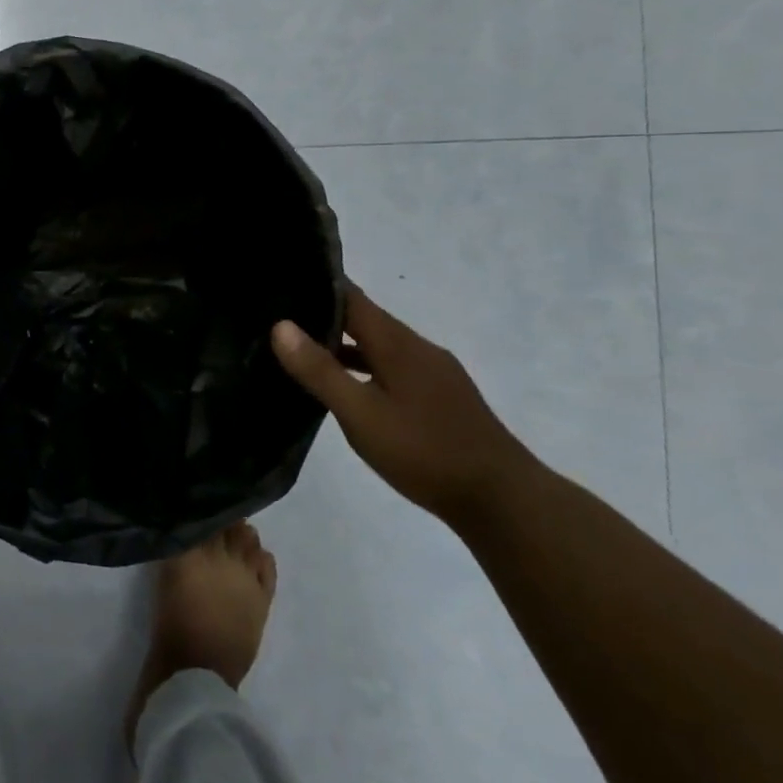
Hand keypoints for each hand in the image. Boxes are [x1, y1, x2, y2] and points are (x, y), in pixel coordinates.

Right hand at [271, 287, 534, 526]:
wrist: (504, 501)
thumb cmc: (425, 452)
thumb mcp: (361, 414)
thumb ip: (320, 370)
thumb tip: (280, 325)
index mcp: (397, 343)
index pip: (351, 297)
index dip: (317, 285)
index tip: (281, 282)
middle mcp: (418, 348)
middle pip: (365, 318)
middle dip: (324, 315)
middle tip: (278, 319)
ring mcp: (434, 372)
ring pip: (379, 345)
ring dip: (343, 344)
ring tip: (302, 353)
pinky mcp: (442, 396)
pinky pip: (393, 366)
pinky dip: (364, 367)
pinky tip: (348, 389)